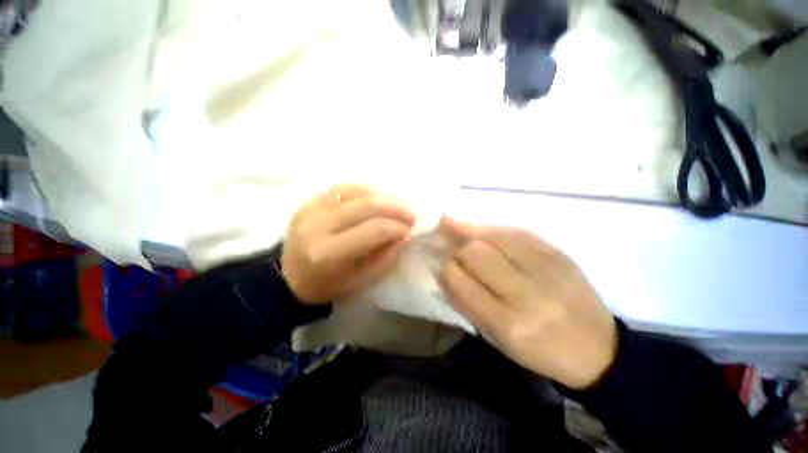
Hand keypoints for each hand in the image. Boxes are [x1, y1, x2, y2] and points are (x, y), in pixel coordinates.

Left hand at [282, 185, 414, 303]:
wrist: (288, 276)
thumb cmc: (327, 285)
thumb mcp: (360, 281)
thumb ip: (385, 258)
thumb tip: (406, 236)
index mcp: (328, 253)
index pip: (373, 230)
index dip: (397, 227)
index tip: (411, 231)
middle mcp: (317, 225)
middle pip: (366, 205)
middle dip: (396, 207)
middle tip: (411, 215)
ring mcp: (311, 207)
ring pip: (357, 190)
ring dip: (384, 195)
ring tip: (398, 205)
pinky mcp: (310, 199)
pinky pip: (344, 187)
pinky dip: (367, 190)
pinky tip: (379, 197)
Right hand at [439, 217, 616, 388]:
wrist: (598, 349)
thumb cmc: (539, 350)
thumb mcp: (497, 339)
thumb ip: (466, 303)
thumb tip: (443, 271)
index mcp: (508, 323)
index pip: (461, 281)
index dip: (446, 268)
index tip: (441, 263)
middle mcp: (527, 293)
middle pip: (477, 253)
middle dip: (457, 247)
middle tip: (450, 246)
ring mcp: (547, 269)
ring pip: (495, 236)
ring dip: (469, 229)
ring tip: (453, 223)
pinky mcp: (559, 254)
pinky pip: (517, 231)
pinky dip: (493, 228)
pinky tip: (482, 227)